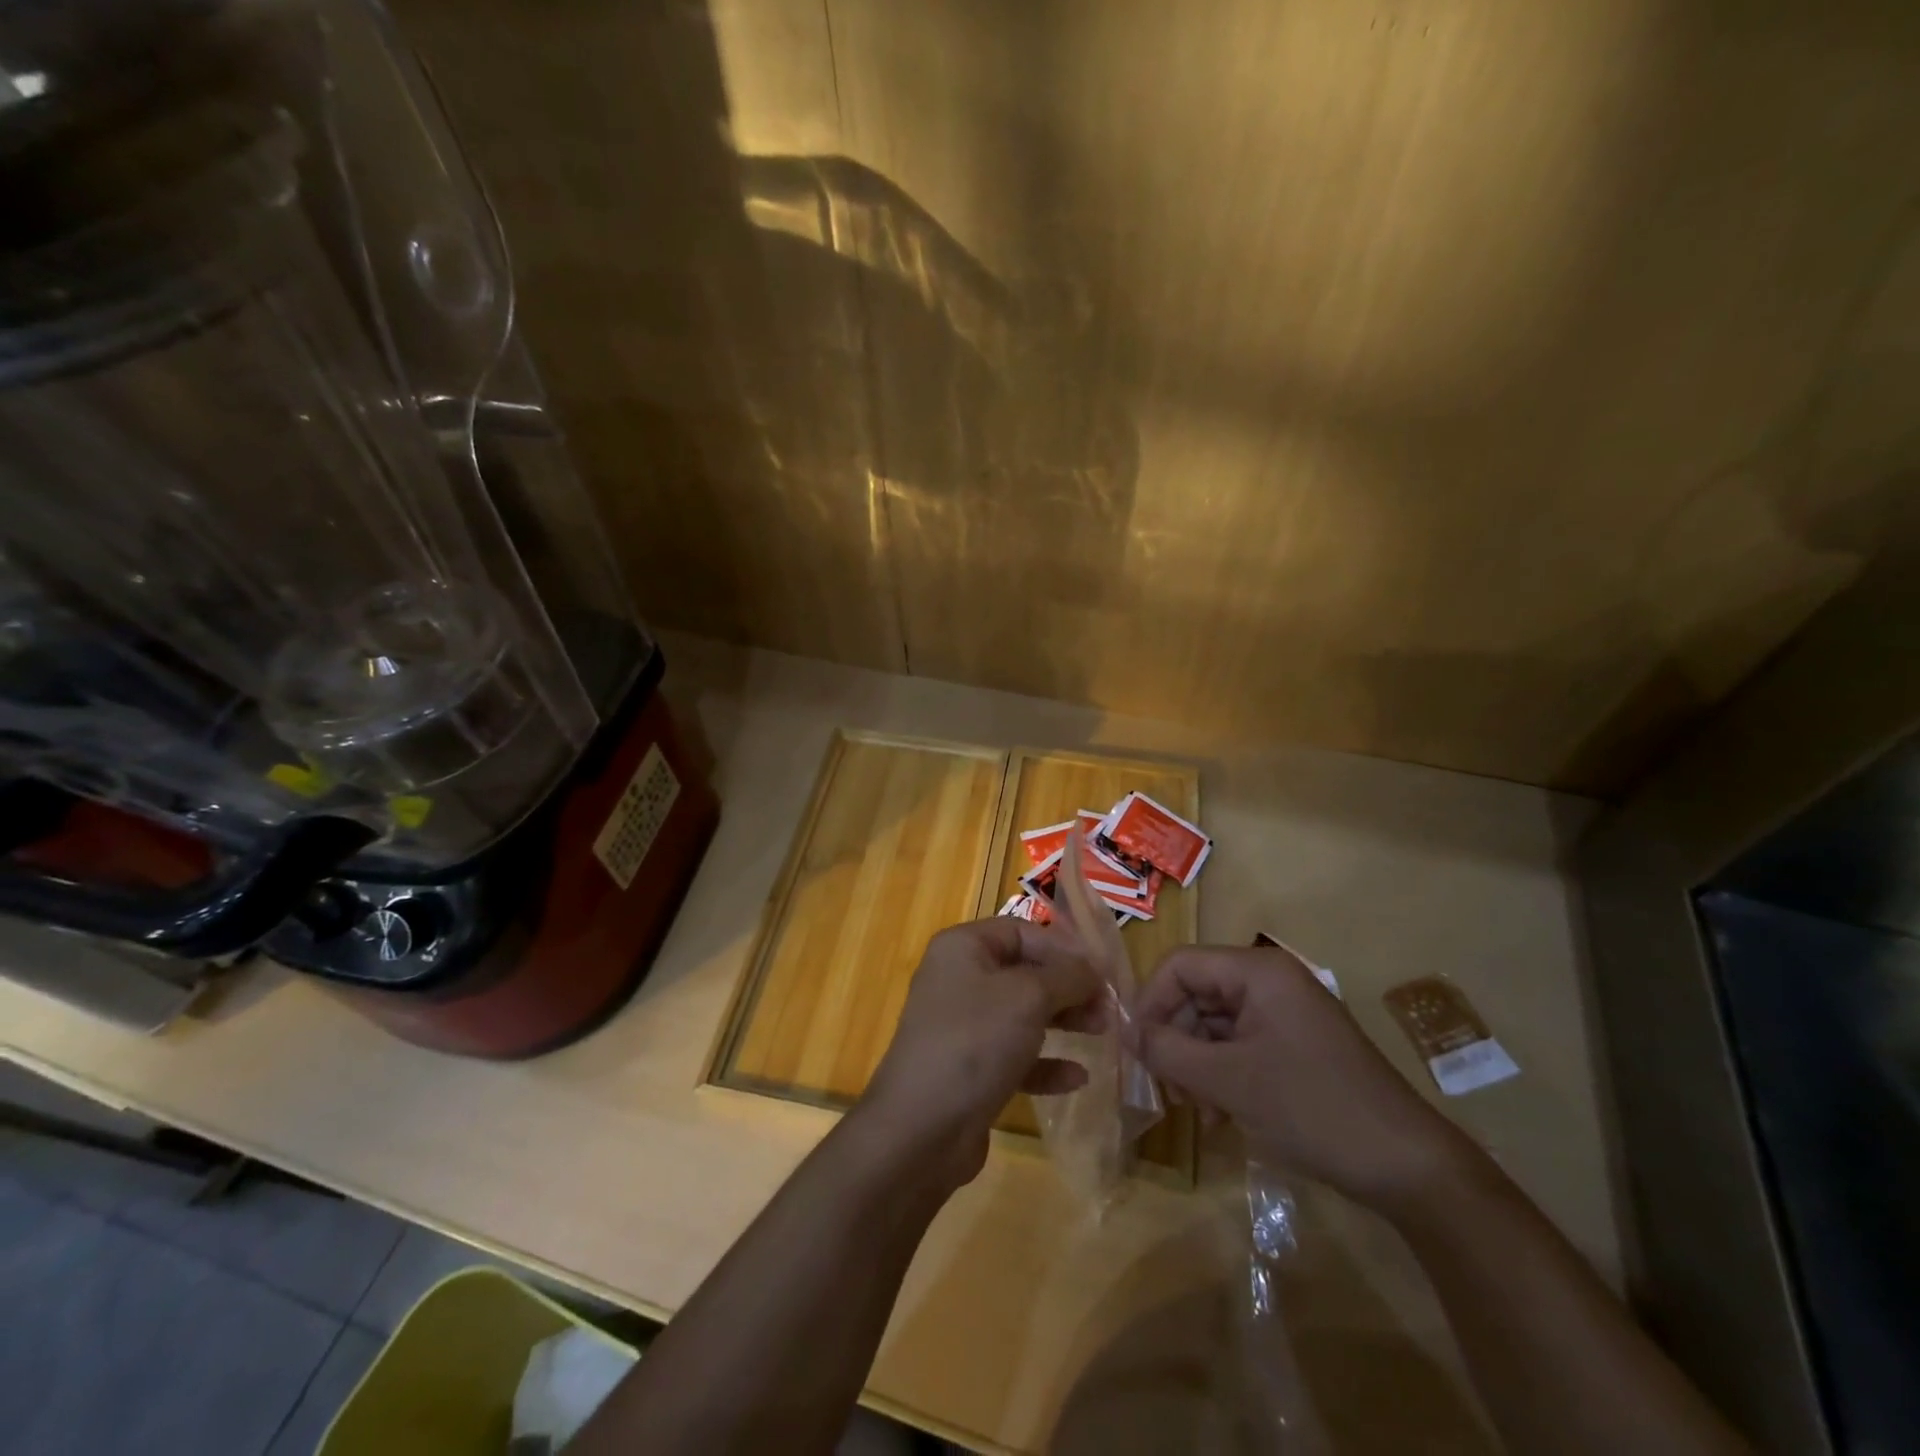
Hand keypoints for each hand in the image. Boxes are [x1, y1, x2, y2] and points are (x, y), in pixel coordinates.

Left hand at [864, 918, 1103, 1188]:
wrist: (921, 1129)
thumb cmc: (975, 1043)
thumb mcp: (1029, 997)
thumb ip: (1067, 976)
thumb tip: (1094, 969)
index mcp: (963, 948)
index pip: (1022, 931)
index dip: (1064, 948)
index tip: (1104, 971)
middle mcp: (959, 979)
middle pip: (1024, 972)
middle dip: (1068, 986)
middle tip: (1109, 1006)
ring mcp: (962, 1026)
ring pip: (1022, 1013)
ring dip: (1063, 1021)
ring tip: (1102, 1032)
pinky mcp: (969, 1069)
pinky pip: (1015, 1055)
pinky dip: (1045, 1062)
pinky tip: (1077, 1077)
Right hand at [1135, 943, 1480, 1210]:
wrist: (1407, 1167)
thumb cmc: (1312, 1109)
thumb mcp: (1229, 1081)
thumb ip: (1167, 1050)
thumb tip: (1126, 1032)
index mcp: (1257, 971)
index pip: (1180, 965)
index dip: (1150, 1002)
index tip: (1137, 1049)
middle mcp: (1270, 981)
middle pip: (1195, 994)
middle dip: (1174, 1039)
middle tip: (1168, 1089)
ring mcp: (1285, 1013)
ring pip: (1213, 1023)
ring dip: (1195, 1063)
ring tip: (1197, 1110)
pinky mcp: (1294, 1044)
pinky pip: (1239, 1045)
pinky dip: (1221, 1074)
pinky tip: (1221, 1115)